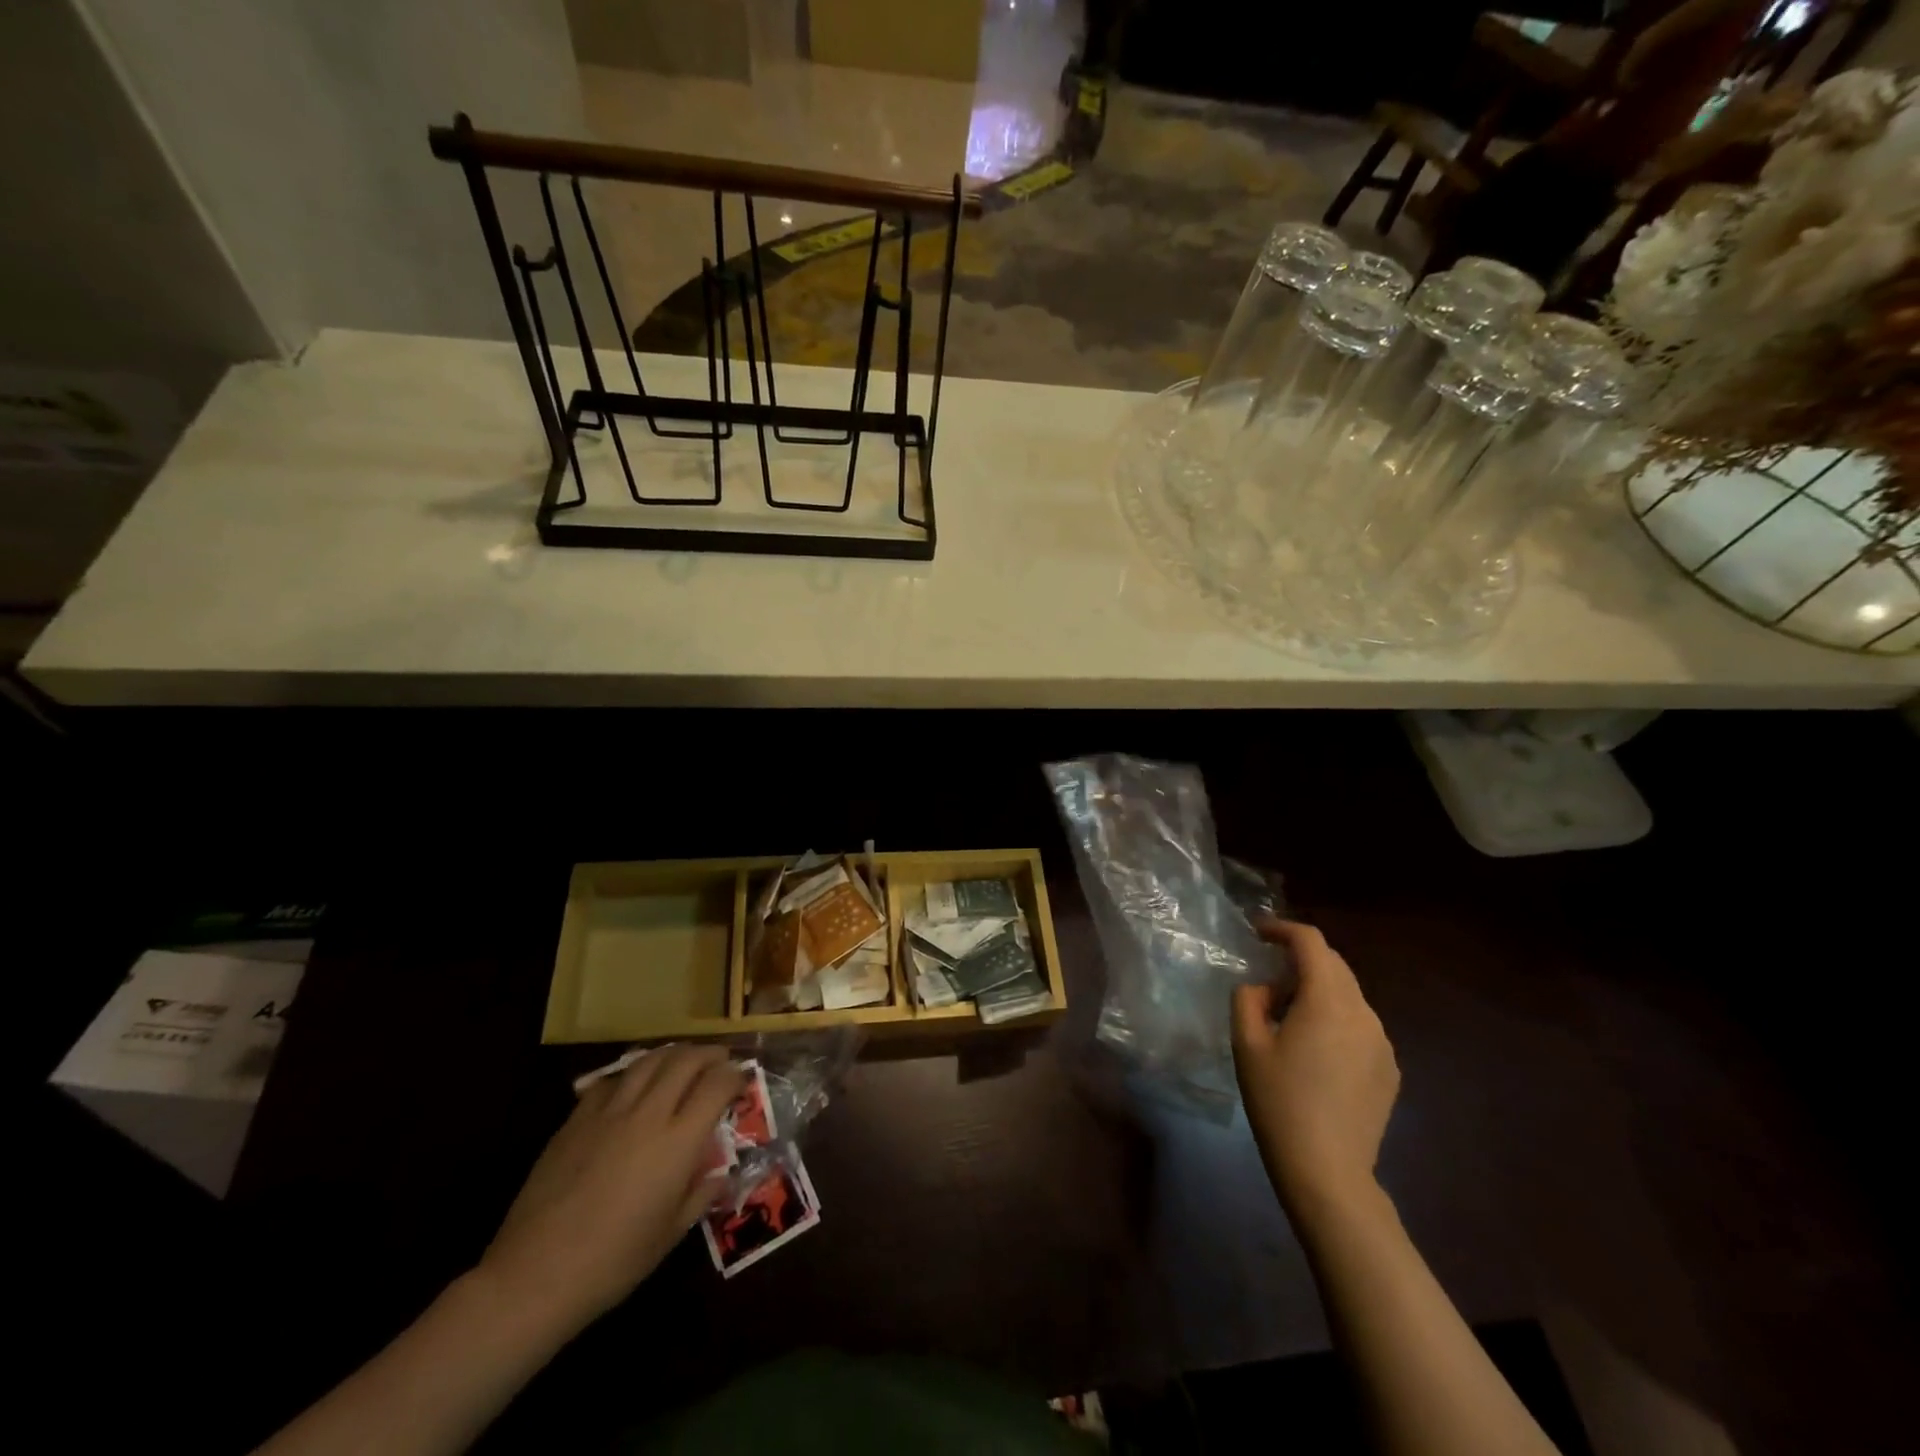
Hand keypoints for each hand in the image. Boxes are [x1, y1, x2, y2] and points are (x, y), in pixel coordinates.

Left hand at [480, 1045, 744, 1332]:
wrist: (534, 1276)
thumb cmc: (613, 1262)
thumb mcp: (670, 1235)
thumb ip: (701, 1196)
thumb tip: (721, 1175)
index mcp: (677, 1141)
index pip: (716, 1085)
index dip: (734, 1075)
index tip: (742, 1078)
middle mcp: (647, 1114)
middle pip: (685, 1060)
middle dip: (709, 1054)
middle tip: (720, 1060)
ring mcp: (608, 1113)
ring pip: (648, 1060)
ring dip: (672, 1054)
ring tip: (682, 1060)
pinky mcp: (575, 1120)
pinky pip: (611, 1081)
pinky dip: (632, 1075)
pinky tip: (633, 1087)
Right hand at [1232, 920, 1398, 1212]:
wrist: (1328, 1172)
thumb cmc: (1279, 1102)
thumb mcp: (1246, 1045)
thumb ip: (1248, 1000)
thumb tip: (1262, 989)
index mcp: (1327, 1000)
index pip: (1311, 942)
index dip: (1283, 929)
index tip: (1258, 933)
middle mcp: (1363, 1013)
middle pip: (1334, 965)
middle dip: (1300, 961)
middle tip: (1267, 983)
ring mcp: (1382, 1042)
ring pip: (1348, 996)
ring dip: (1318, 992)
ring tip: (1288, 1021)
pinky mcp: (1389, 1069)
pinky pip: (1360, 1026)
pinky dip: (1335, 1020)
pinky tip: (1315, 1054)